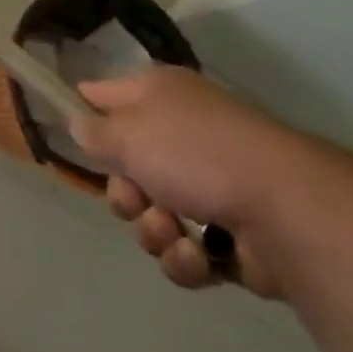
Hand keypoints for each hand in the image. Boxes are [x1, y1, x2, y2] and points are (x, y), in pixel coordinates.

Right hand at [70, 68, 330, 298]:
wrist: (285, 209)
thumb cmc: (195, 153)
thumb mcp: (128, 132)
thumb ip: (94, 131)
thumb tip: (77, 123)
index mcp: (159, 96)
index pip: (105, 95)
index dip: (84, 112)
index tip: (67, 134)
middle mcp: (180, 134)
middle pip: (126, 167)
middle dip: (124, 194)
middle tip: (135, 199)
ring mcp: (207, 185)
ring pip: (152, 214)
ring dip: (154, 230)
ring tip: (174, 231)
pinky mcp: (229, 236)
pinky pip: (184, 250)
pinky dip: (185, 257)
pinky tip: (200, 255)